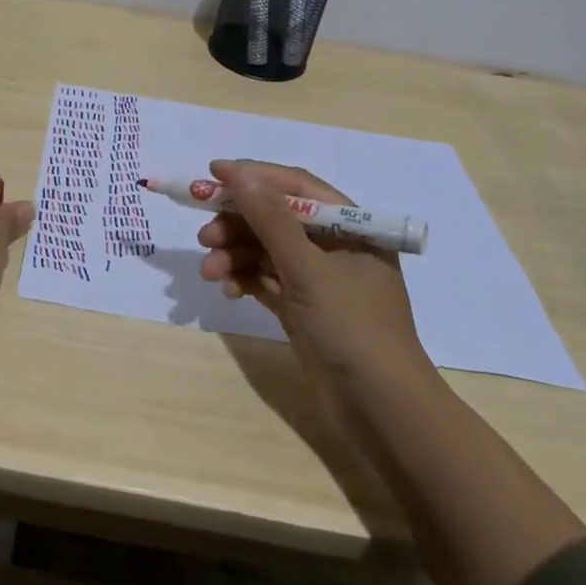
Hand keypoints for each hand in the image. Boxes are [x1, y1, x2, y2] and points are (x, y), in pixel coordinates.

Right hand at [196, 159, 431, 381]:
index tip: (212, 174)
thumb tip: (239, 174)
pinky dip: (245, 279)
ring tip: (209, 271)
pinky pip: (266, 280)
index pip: (295, 188)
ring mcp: (318, 280)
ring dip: (235, 255)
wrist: (381, 411)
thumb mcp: (308, 269)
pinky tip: (227, 290)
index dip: (253, 177)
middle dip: (237, 223)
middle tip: (203, 236)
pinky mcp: (303, 308)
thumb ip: (271, 219)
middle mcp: (334, 247)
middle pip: (275, 219)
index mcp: (350, 227)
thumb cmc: (352, 328)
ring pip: (266, 251)